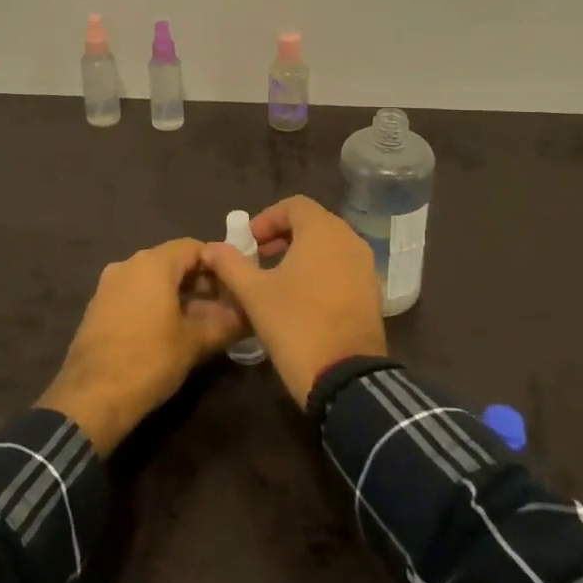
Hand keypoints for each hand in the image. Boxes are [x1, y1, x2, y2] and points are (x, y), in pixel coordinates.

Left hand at [38, 238, 247, 454]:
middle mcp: (128, 264)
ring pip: (153, 279)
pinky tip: (171, 330)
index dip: (219, 263)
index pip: (194, 247)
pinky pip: (135, 294)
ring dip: (179, 294)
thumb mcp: (195, 342)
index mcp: (152, 263)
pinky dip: (156, 304)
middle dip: (201, 281)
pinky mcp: (98, 307)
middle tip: (225, 306)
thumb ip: (226, 323)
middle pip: (173, 261)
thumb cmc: (149, 360)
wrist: (91, 399)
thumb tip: (251, 315)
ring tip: (202, 321)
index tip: (236, 285)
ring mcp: (109, 285)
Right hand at [201, 195, 386, 408]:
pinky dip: (320, 271)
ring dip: (301, 253)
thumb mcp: (254, 294)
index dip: (266, 219)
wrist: (345, 376)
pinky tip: (302, 298)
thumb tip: (210, 247)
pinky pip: (342, 267)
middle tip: (258, 258)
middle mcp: (350, 240)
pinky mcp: (372, 292)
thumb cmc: (296, 324)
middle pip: (313, 223)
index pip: (294, 205)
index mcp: (323, 231)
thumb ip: (230, 265)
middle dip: (282, 236)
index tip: (247, 243)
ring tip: (276, 279)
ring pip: (329, 246)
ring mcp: (365, 266)